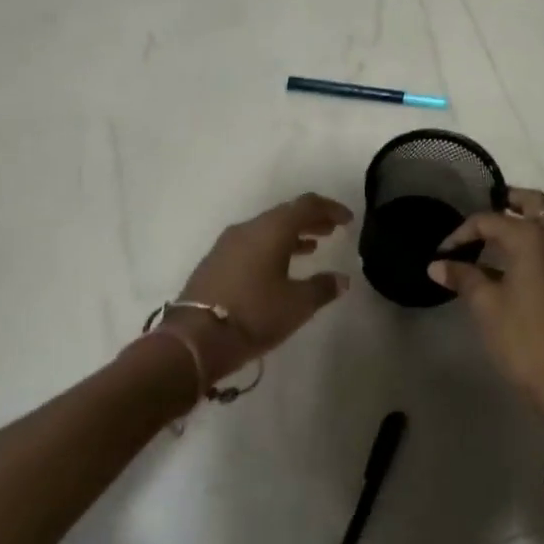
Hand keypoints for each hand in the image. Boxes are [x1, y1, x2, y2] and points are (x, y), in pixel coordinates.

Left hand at [170, 193, 353, 381]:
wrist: (195, 338)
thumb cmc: (254, 314)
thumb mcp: (297, 304)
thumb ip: (323, 287)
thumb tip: (342, 279)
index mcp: (271, 230)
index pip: (306, 205)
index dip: (330, 209)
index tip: (348, 220)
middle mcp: (248, 229)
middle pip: (285, 214)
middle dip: (311, 220)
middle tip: (332, 230)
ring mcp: (228, 244)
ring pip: (267, 229)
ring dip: (292, 234)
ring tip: (313, 247)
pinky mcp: (216, 262)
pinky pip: (252, 244)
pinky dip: (273, 247)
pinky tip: (281, 265)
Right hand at [427, 188, 543, 439]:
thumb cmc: (524, 339)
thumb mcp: (486, 306)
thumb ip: (463, 278)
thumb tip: (437, 265)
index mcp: (534, 239)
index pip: (491, 220)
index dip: (462, 232)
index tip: (442, 253)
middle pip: (535, 205)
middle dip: (510, 201)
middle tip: (486, 208)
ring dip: (527, 222)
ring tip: (498, 237)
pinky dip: (539, 244)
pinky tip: (518, 268)